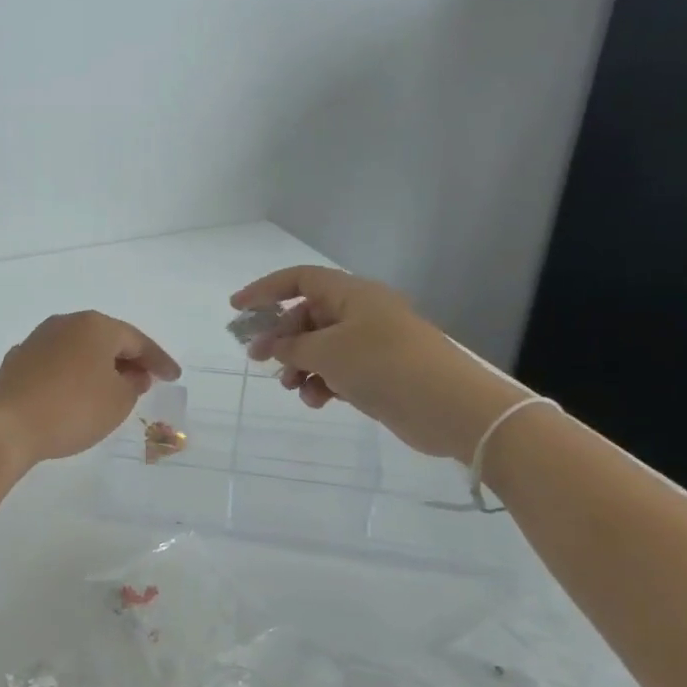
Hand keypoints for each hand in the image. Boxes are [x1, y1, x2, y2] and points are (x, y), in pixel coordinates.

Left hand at [0, 311, 180, 467]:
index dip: (159, 360)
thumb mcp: (118, 401)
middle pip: (106, 340)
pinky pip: (57, 364)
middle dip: (127, 360)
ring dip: (98, 367)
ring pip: (79, 350)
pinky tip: (76, 395)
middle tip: (145, 381)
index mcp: (95, 326)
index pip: (137, 340)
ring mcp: (37, 340)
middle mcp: (65, 323)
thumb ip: (133, 384)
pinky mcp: (17, 361)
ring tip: (113, 389)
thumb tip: (130, 375)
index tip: (173, 377)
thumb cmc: (72, 409)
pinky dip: (73, 376)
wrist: (5, 425)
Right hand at [232, 266, 530, 462]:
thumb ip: (290, 347)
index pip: (300, 280)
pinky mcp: (378, 373)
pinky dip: (322, 383)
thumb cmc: (383, 365)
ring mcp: (371, 344)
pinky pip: (337, 371)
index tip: (237, 309)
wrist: (449, 406)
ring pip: (320, 348)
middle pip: (307, 316)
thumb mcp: (326, 352)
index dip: (265, 290)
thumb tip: (270, 346)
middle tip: (258, 360)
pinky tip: (318, 401)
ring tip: (293, 388)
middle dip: (281, 339)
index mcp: (352, 294)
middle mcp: (361, 313)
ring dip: (300, 366)